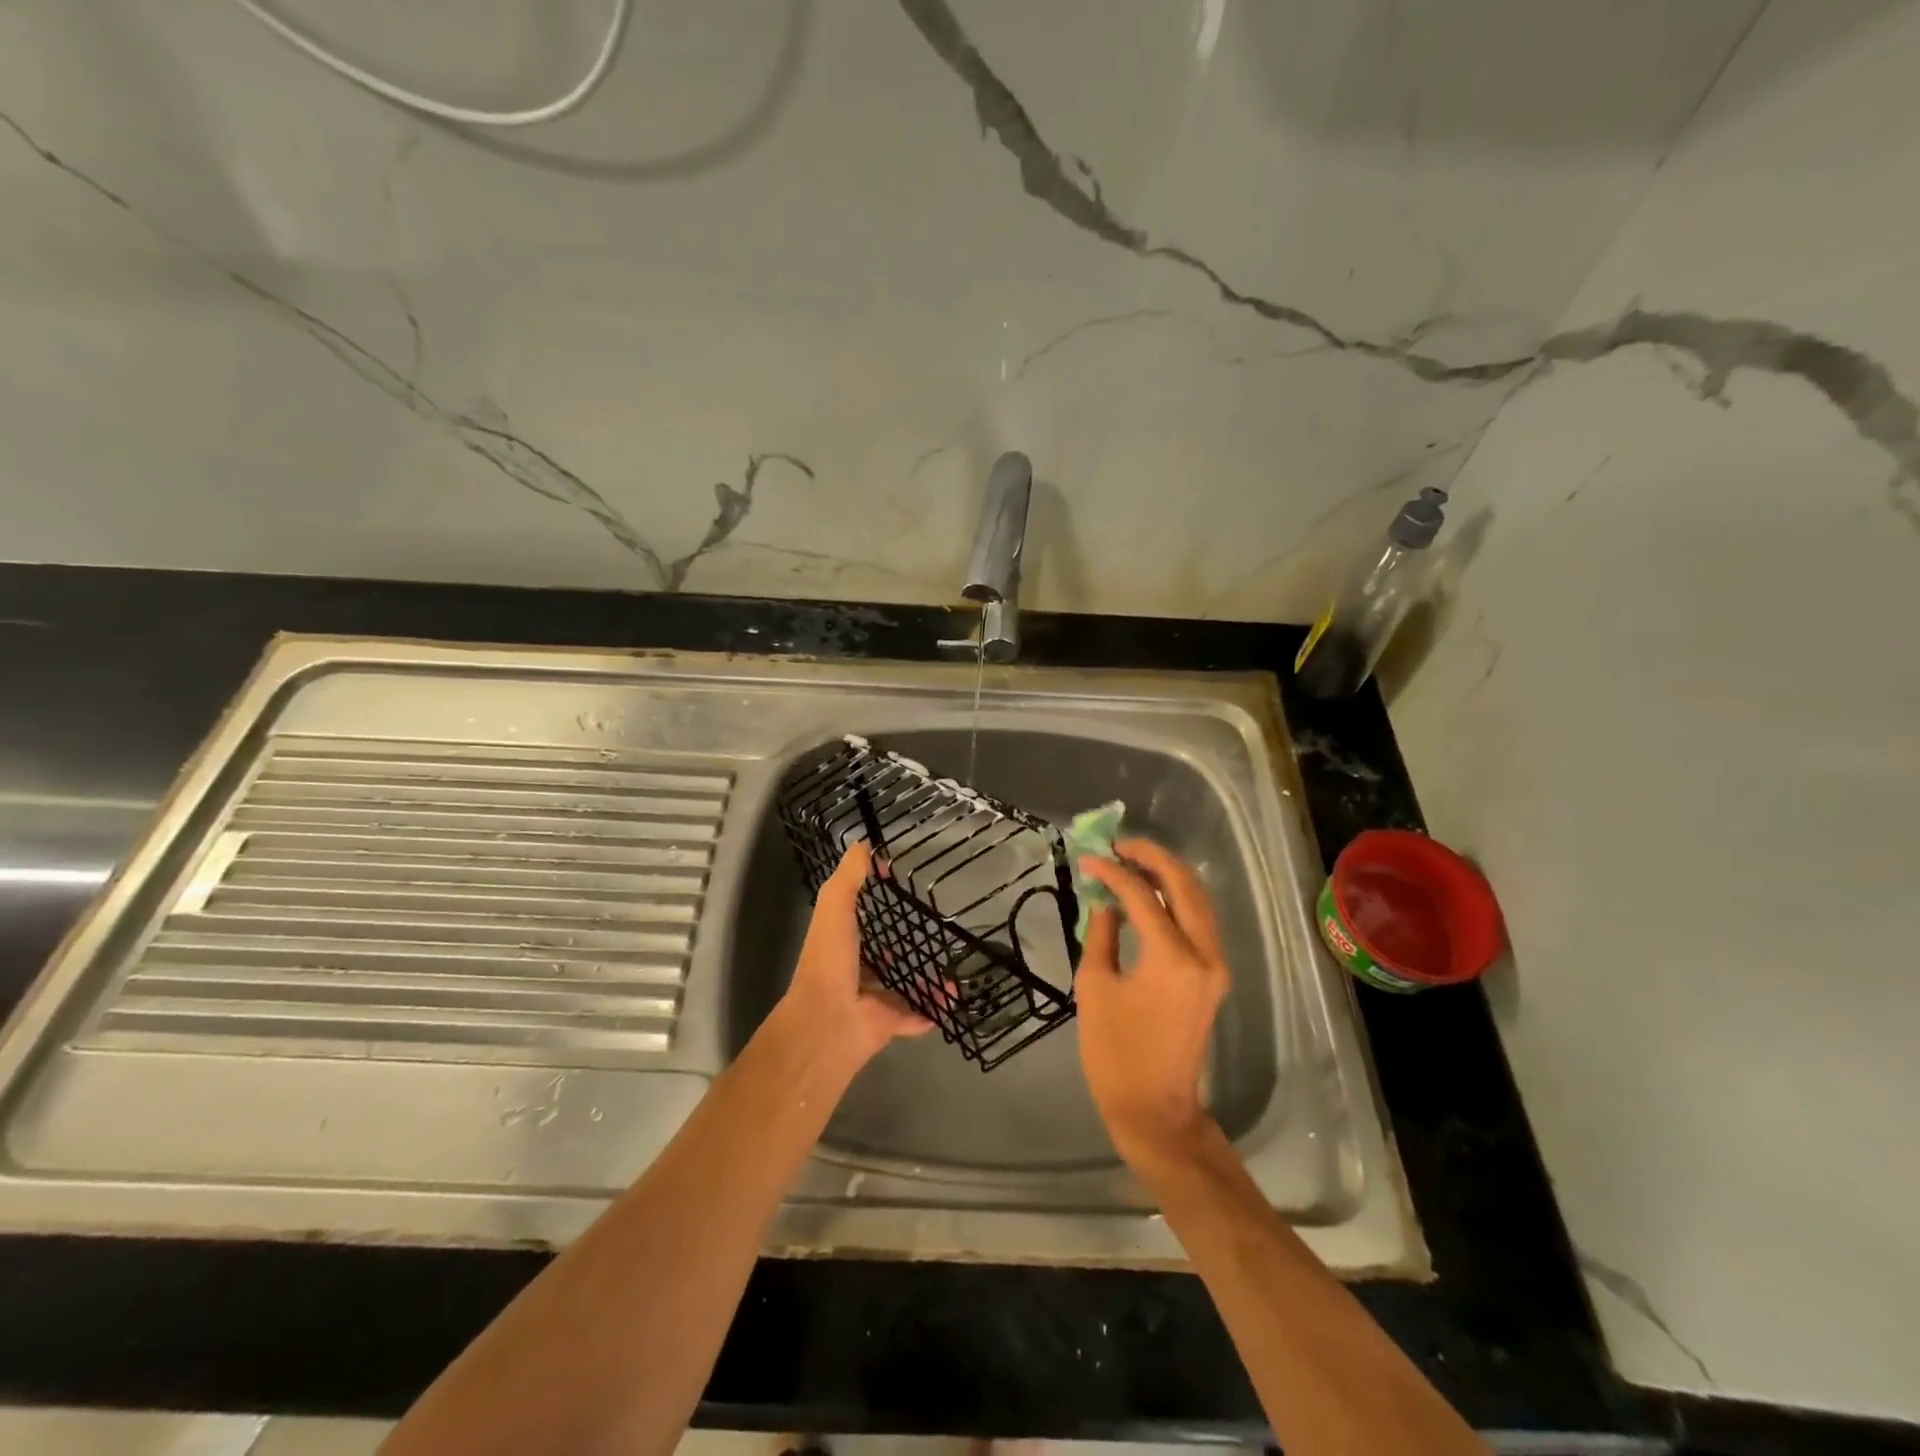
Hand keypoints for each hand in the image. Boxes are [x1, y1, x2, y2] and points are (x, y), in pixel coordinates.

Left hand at [774, 842, 932, 1069]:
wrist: (827, 1022)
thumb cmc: (829, 959)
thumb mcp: (835, 906)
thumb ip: (849, 877)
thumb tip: (865, 845)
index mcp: (838, 944)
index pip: (857, 922)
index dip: (875, 906)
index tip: (902, 891)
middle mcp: (853, 972)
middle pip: (881, 956)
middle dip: (903, 945)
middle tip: (935, 930)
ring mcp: (870, 1000)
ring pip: (900, 987)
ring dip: (923, 977)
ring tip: (952, 964)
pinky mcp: (887, 1024)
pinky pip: (914, 1016)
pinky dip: (931, 1009)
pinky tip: (951, 997)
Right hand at [1075, 839, 1229, 1169]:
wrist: (1154, 1107)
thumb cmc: (1114, 1052)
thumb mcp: (1094, 986)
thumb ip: (1101, 933)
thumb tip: (1106, 900)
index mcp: (1171, 958)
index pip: (1142, 894)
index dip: (1113, 872)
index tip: (1088, 860)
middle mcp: (1204, 953)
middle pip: (1184, 885)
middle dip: (1152, 857)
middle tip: (1118, 845)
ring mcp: (1216, 964)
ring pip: (1199, 898)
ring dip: (1168, 874)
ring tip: (1132, 862)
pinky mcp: (1215, 975)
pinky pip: (1200, 920)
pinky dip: (1177, 898)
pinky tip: (1150, 892)